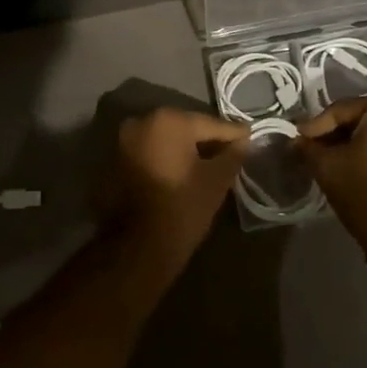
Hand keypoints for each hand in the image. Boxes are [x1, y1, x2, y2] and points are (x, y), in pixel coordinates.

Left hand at [110, 108, 249, 265]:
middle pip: (185, 127)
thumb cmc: (182, 208)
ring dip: (185, 148)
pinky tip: (182, 172)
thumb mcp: (217, 180)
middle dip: (207, 139)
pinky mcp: (116, 159)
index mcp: (168, 120)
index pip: (210, 124)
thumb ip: (232, 155)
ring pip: (165, 139)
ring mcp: (125, 140)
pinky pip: (150, 151)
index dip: (233, 133)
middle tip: (230, 151)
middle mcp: (142, 121)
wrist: (137, 247)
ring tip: (208, 163)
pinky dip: (166, 157)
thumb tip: (242, 142)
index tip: (250, 136)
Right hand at [297, 97, 366, 248]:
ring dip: (364, 147)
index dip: (316, 126)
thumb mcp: (327, 167)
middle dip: (341, 135)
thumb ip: (309, 148)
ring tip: (343, 165)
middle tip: (318, 152)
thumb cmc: (365, 190)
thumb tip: (298, 142)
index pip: (342, 110)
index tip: (299, 140)